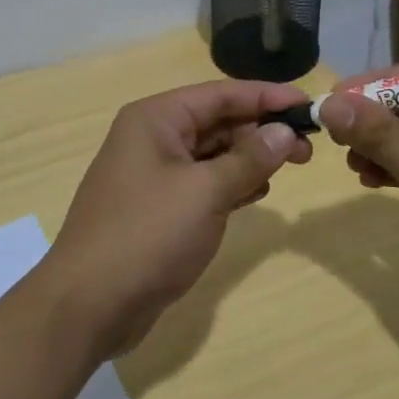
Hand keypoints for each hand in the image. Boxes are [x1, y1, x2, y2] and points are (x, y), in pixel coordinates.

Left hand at [40, 81, 310, 356]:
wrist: (89, 304)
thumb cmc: (147, 235)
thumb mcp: (205, 192)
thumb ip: (249, 159)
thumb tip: (285, 132)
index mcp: (156, 119)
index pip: (221, 94)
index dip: (267, 97)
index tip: (309, 105)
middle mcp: (151, 138)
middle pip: (216, 121)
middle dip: (261, 130)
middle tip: (308, 149)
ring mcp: (152, 174)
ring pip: (211, 153)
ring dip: (249, 158)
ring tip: (291, 167)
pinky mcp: (157, 208)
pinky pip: (202, 183)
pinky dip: (231, 184)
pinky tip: (258, 192)